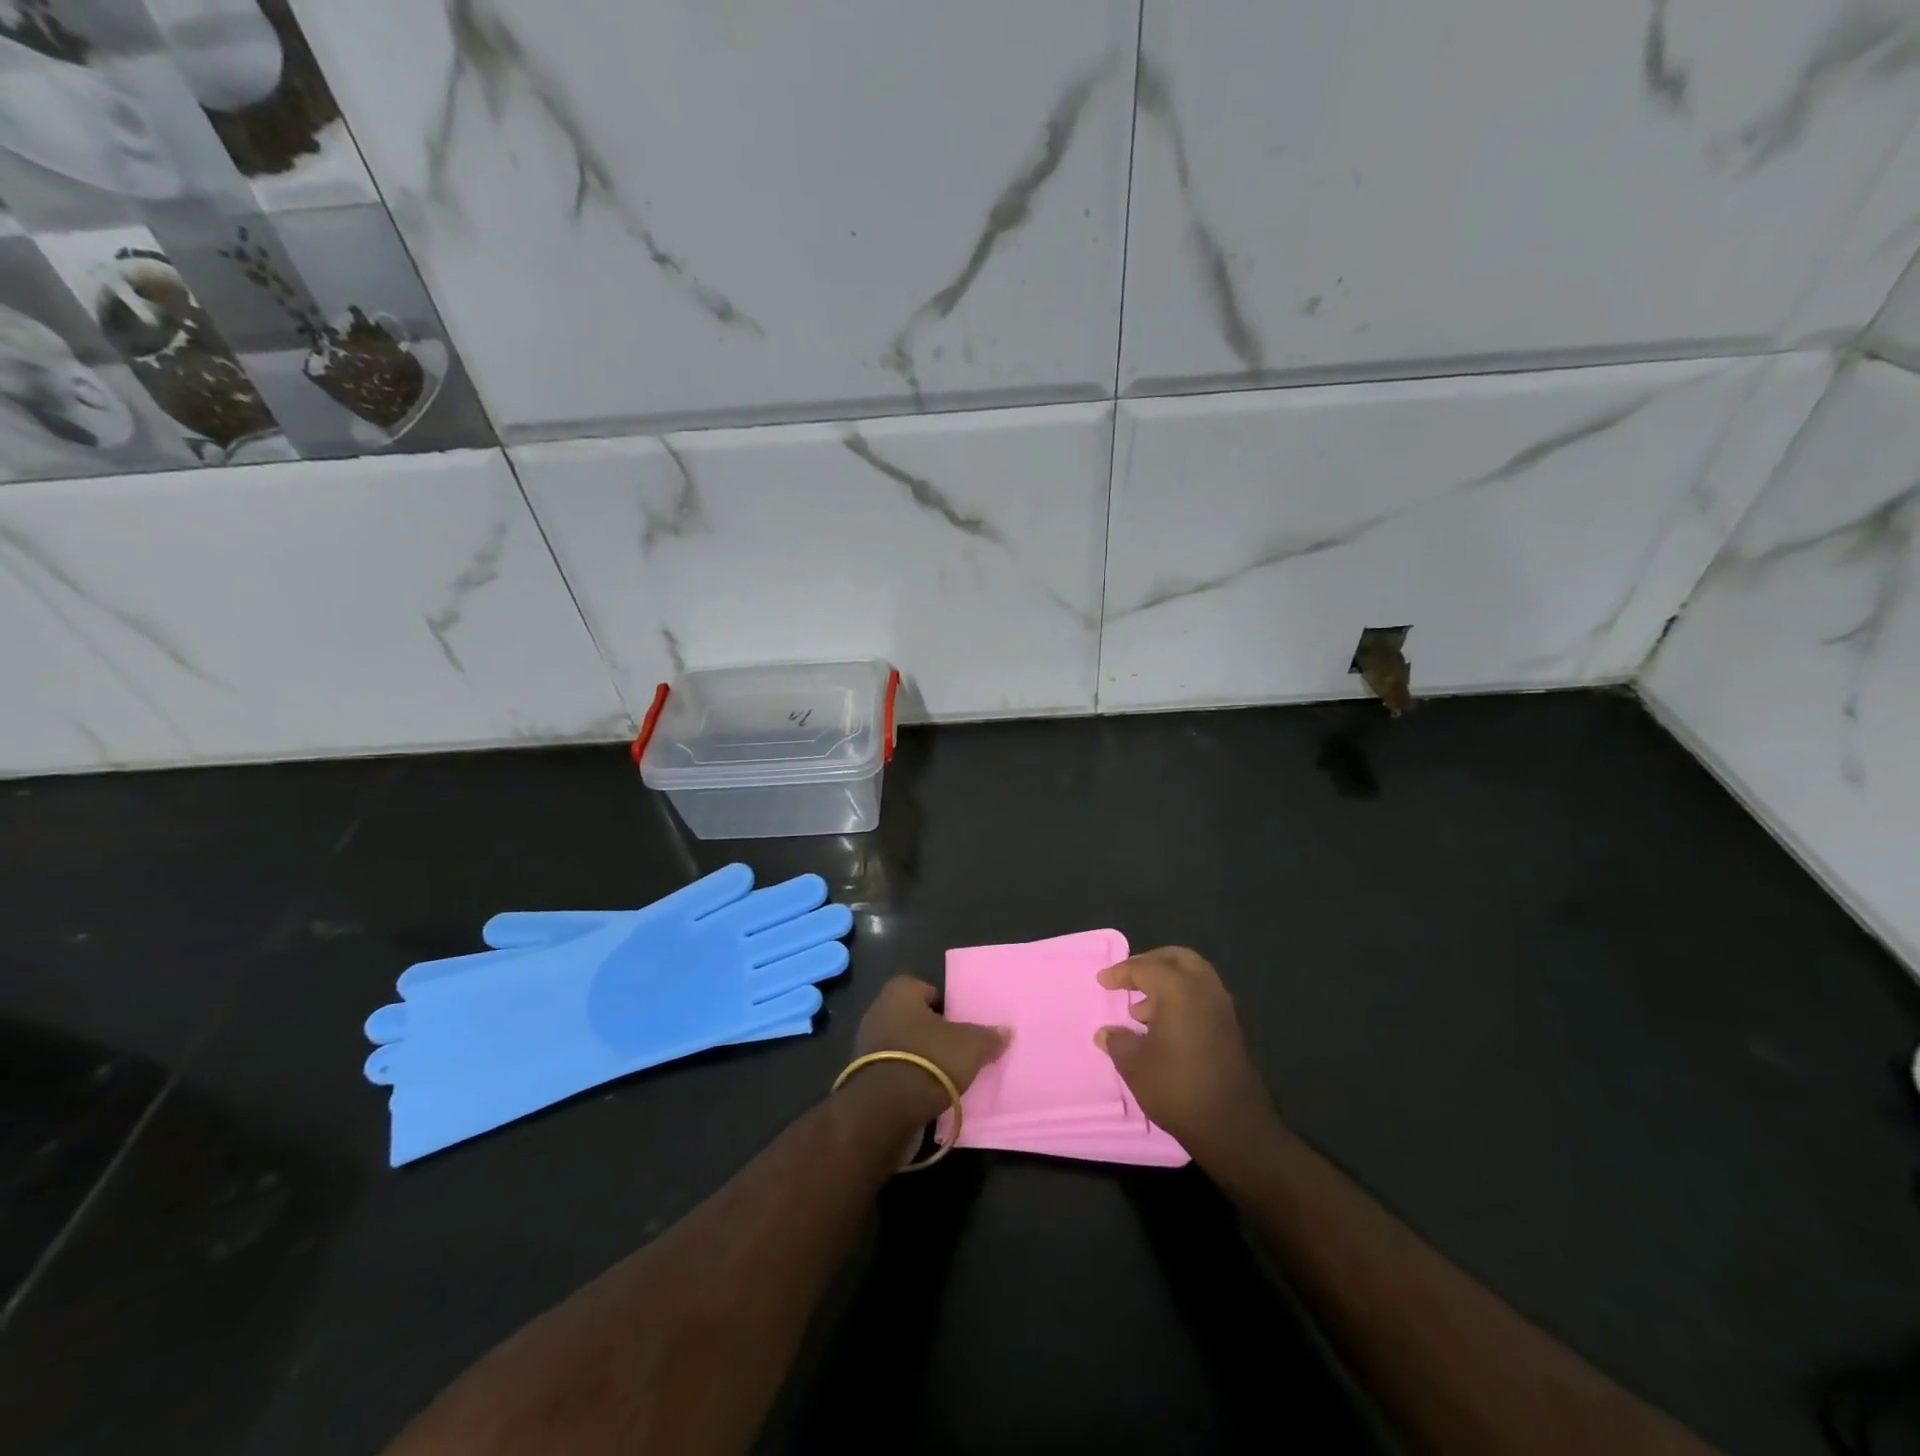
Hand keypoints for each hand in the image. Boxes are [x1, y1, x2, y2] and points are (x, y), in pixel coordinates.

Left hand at [848, 976, 1008, 1126]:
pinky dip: (908, 1077)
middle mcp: (878, 1012)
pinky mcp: (863, 1077)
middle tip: (956, 1046)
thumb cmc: (930, 1060)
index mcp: (899, 993)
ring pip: (902, 1045)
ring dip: (919, 1056)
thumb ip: (988, 1037)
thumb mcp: (970, 1046)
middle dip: (931, 1031)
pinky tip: (927, 1091)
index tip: (959, 1020)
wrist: (885, 1110)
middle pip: (912, 1017)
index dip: (943, 1002)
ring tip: (945, 1073)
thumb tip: (1006, 1031)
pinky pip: (893, 1070)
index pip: (923, 988)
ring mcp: (866, 1045)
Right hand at [1094, 947, 1276, 1163]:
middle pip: (1176, 958)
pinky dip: (1182, 998)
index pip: (1144, 968)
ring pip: (1193, 975)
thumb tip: (1105, 1033)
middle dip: (1150, 963)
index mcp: (1178, 989)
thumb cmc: (1177, 1088)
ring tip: (1142, 1009)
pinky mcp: (1230, 1027)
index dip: (1120, 973)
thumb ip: (1118, 1041)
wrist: (1233, 1127)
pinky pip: (1203, 995)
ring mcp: (1222, 1007)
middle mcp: (1204, 988)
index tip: (1103, 981)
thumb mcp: (1135, 1066)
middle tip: (1129, 979)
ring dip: (1167, 981)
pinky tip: (1164, 1025)